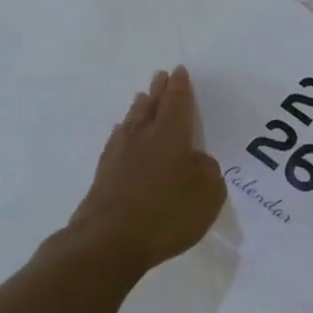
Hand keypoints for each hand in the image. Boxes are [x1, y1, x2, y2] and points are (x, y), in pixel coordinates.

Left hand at [68, 67, 225, 272]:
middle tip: (160, 75)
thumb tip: (196, 161)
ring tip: (142, 97)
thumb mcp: (208, 193)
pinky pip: (117, 141)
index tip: (179, 71)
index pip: (177, 103)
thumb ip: (207, 170)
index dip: (180, 87)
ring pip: (131, 121)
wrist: (109, 241)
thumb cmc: (167, 212)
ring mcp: (119, 155)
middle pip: (151, 106)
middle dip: (158, 90)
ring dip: (139, 107)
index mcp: (171, 135)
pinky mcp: (104, 175)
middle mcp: (143, 137)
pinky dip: (123, 132)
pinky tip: (122, 134)